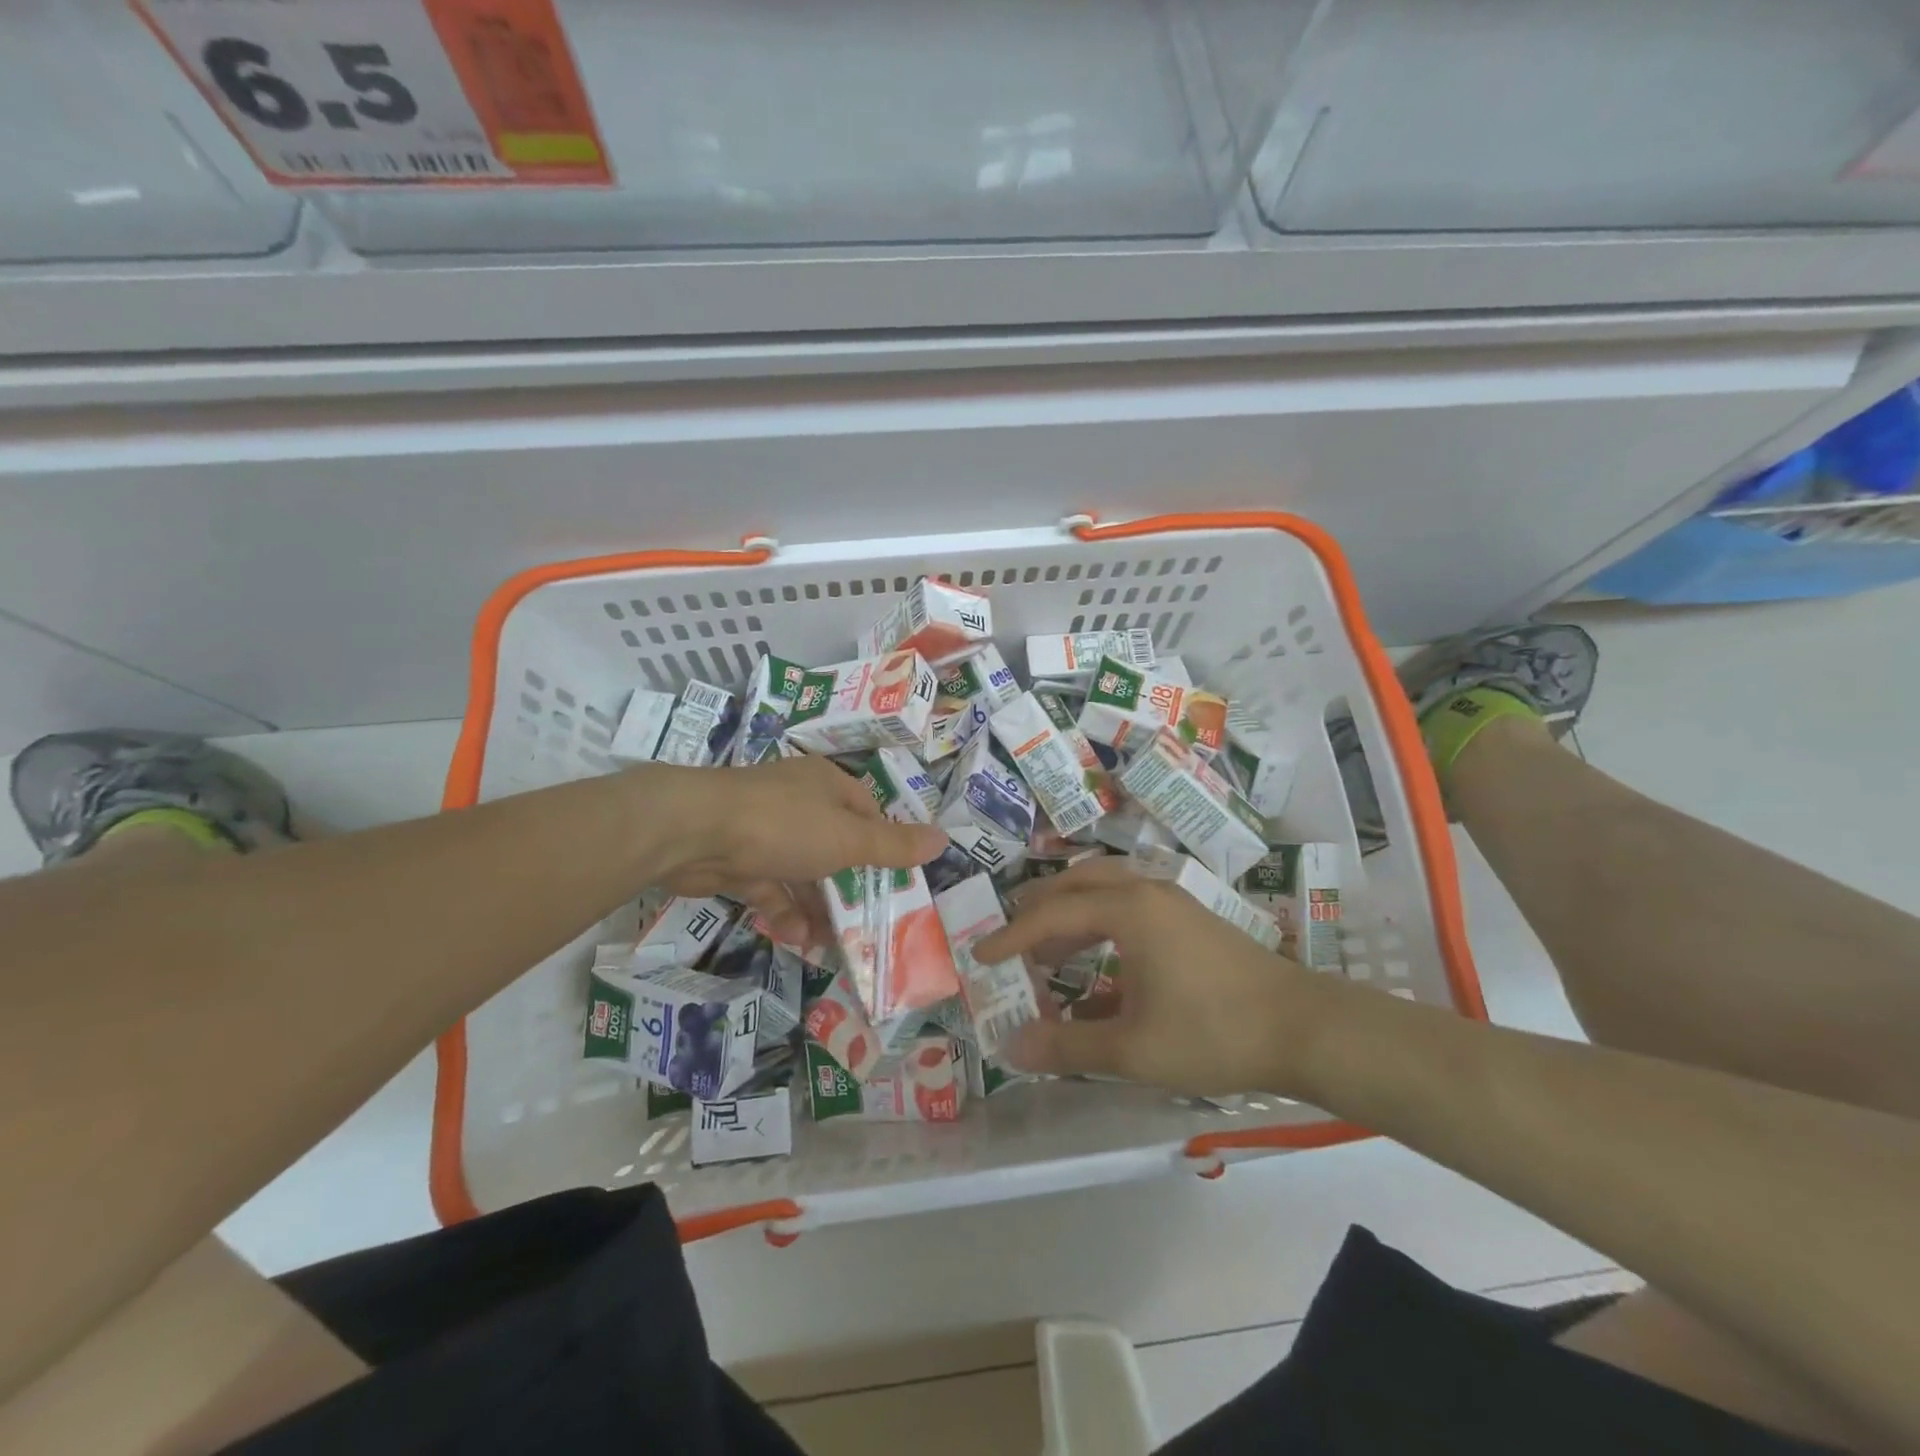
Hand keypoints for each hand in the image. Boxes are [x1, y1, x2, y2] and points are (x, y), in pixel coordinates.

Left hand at [650, 755, 947, 946]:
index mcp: (826, 785)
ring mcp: (764, 831)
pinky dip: (785, 912)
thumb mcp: (848, 839)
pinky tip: (797, 938)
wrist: (693, 833)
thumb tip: (943, 839)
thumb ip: (893, 846)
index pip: (867, 813)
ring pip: (802, 872)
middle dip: (848, 887)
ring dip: (817, 907)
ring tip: (831, 943)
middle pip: (835, 846)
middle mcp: (797, 802)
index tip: (895, 881)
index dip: (883, 846)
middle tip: (867, 924)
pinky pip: (771, 887)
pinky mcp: (738, 860)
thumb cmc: (783, 826)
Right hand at [976, 856, 1329, 1097]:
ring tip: (1046, 955)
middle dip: (1037, 911)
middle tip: (1009, 942)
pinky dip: (1099, 927)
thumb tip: (1010, 1047)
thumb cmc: (1213, 1032)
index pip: (1052, 914)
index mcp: (1127, 909)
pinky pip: (1128, 908)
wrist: (1303, 1028)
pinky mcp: (1189, 919)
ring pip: (1103, 892)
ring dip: (1069, 917)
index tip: (981, 956)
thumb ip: (1067, 1045)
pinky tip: (1097, 970)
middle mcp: (1145, 891)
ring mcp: (1171, 902)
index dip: (1011, 937)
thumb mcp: (1132, 1048)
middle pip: (1075, 885)